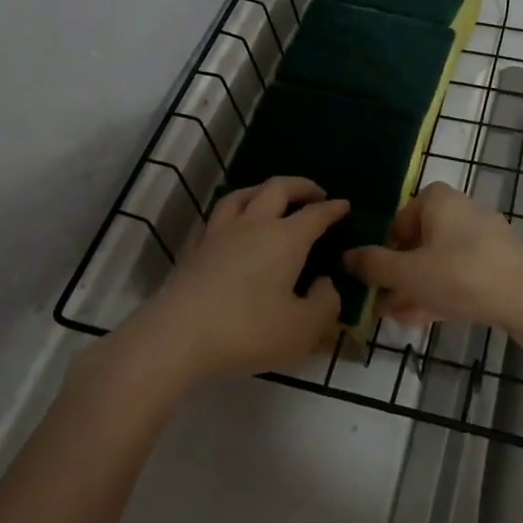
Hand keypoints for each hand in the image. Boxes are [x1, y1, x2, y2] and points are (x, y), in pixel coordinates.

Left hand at [125, 176, 350, 384]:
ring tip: (272, 197)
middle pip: (278, 188)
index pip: (316, 214)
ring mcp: (219, 232)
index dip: (333, 209)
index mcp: (286, 238)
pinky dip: (233, 211)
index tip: (345, 206)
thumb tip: (325, 283)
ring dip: (264, 190)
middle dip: (301, 186)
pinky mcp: (194, 247)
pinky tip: (232, 224)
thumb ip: (325, 304)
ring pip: (243, 194)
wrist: (177, 336)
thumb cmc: (247, 331)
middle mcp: (254, 224)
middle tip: (315, 194)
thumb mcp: (302, 329)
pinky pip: (217, 216)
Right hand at [343, 182, 522, 331]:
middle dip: (399, 275)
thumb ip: (375, 265)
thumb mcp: (409, 273)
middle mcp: (461, 211)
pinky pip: (460, 275)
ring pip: (439, 262)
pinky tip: (425, 320)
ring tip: (398, 318)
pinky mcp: (498, 264)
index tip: (374, 276)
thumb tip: (347, 256)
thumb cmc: (462, 275)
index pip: (400, 218)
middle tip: (382, 302)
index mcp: (438, 200)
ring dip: (417, 288)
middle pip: (419, 242)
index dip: (384, 248)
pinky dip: (441, 292)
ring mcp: (484, 238)